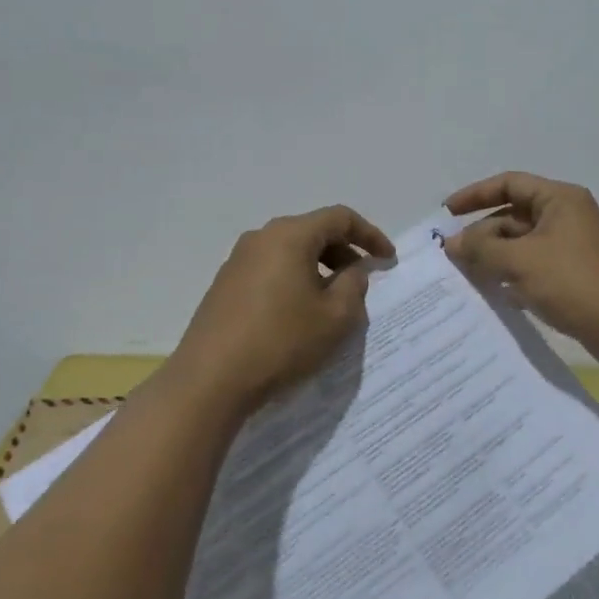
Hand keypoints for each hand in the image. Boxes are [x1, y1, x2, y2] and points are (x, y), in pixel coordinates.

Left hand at [166, 205, 394, 416]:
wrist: (210, 380)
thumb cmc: (282, 342)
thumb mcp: (335, 317)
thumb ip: (354, 285)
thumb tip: (352, 270)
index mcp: (290, 235)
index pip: (340, 218)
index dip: (370, 235)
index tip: (388, 260)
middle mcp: (262, 237)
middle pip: (313, 231)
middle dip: (344, 251)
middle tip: (363, 280)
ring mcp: (238, 260)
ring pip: (291, 251)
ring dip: (319, 268)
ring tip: (333, 300)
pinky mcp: (225, 285)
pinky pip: (271, 269)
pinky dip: (294, 280)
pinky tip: (299, 313)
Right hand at [443, 172, 598, 355]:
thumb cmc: (574, 282)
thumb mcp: (521, 261)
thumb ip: (482, 248)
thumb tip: (452, 243)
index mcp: (559, 199)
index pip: (509, 183)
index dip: (475, 194)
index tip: (446, 213)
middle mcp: (566, 215)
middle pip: (513, 215)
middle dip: (482, 233)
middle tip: (452, 256)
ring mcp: (570, 246)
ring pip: (521, 243)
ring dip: (494, 256)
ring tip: (465, 275)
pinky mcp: (571, 273)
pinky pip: (532, 265)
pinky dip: (511, 274)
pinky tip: (492, 293)